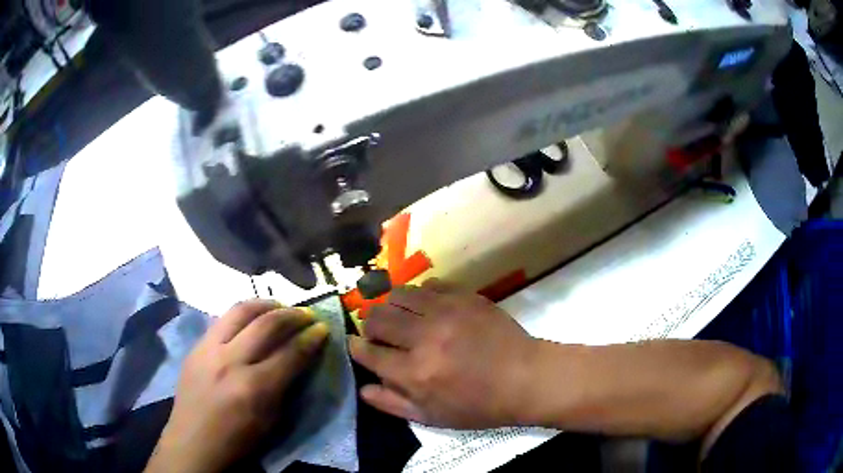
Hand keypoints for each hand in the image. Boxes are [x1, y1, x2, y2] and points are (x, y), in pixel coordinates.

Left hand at [144, 300, 328, 472]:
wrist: (193, 442)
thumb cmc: (238, 441)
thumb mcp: (271, 421)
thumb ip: (285, 386)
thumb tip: (299, 358)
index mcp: (254, 388)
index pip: (290, 353)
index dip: (311, 339)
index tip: (323, 329)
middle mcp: (231, 361)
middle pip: (267, 324)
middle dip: (293, 315)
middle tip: (306, 314)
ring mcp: (209, 349)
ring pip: (241, 311)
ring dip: (266, 305)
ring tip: (280, 306)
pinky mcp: (196, 346)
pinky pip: (223, 320)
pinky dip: (244, 314)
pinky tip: (252, 318)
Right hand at [349, 279, 537, 428]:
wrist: (524, 378)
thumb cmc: (479, 405)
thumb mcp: (432, 417)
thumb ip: (392, 404)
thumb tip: (362, 387)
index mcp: (414, 372)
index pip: (367, 351)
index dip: (356, 348)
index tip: (357, 347)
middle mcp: (424, 337)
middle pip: (376, 317)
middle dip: (370, 326)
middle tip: (379, 334)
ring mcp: (445, 311)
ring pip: (398, 294)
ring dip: (392, 307)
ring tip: (402, 319)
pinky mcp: (464, 296)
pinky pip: (428, 285)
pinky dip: (421, 296)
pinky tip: (428, 309)